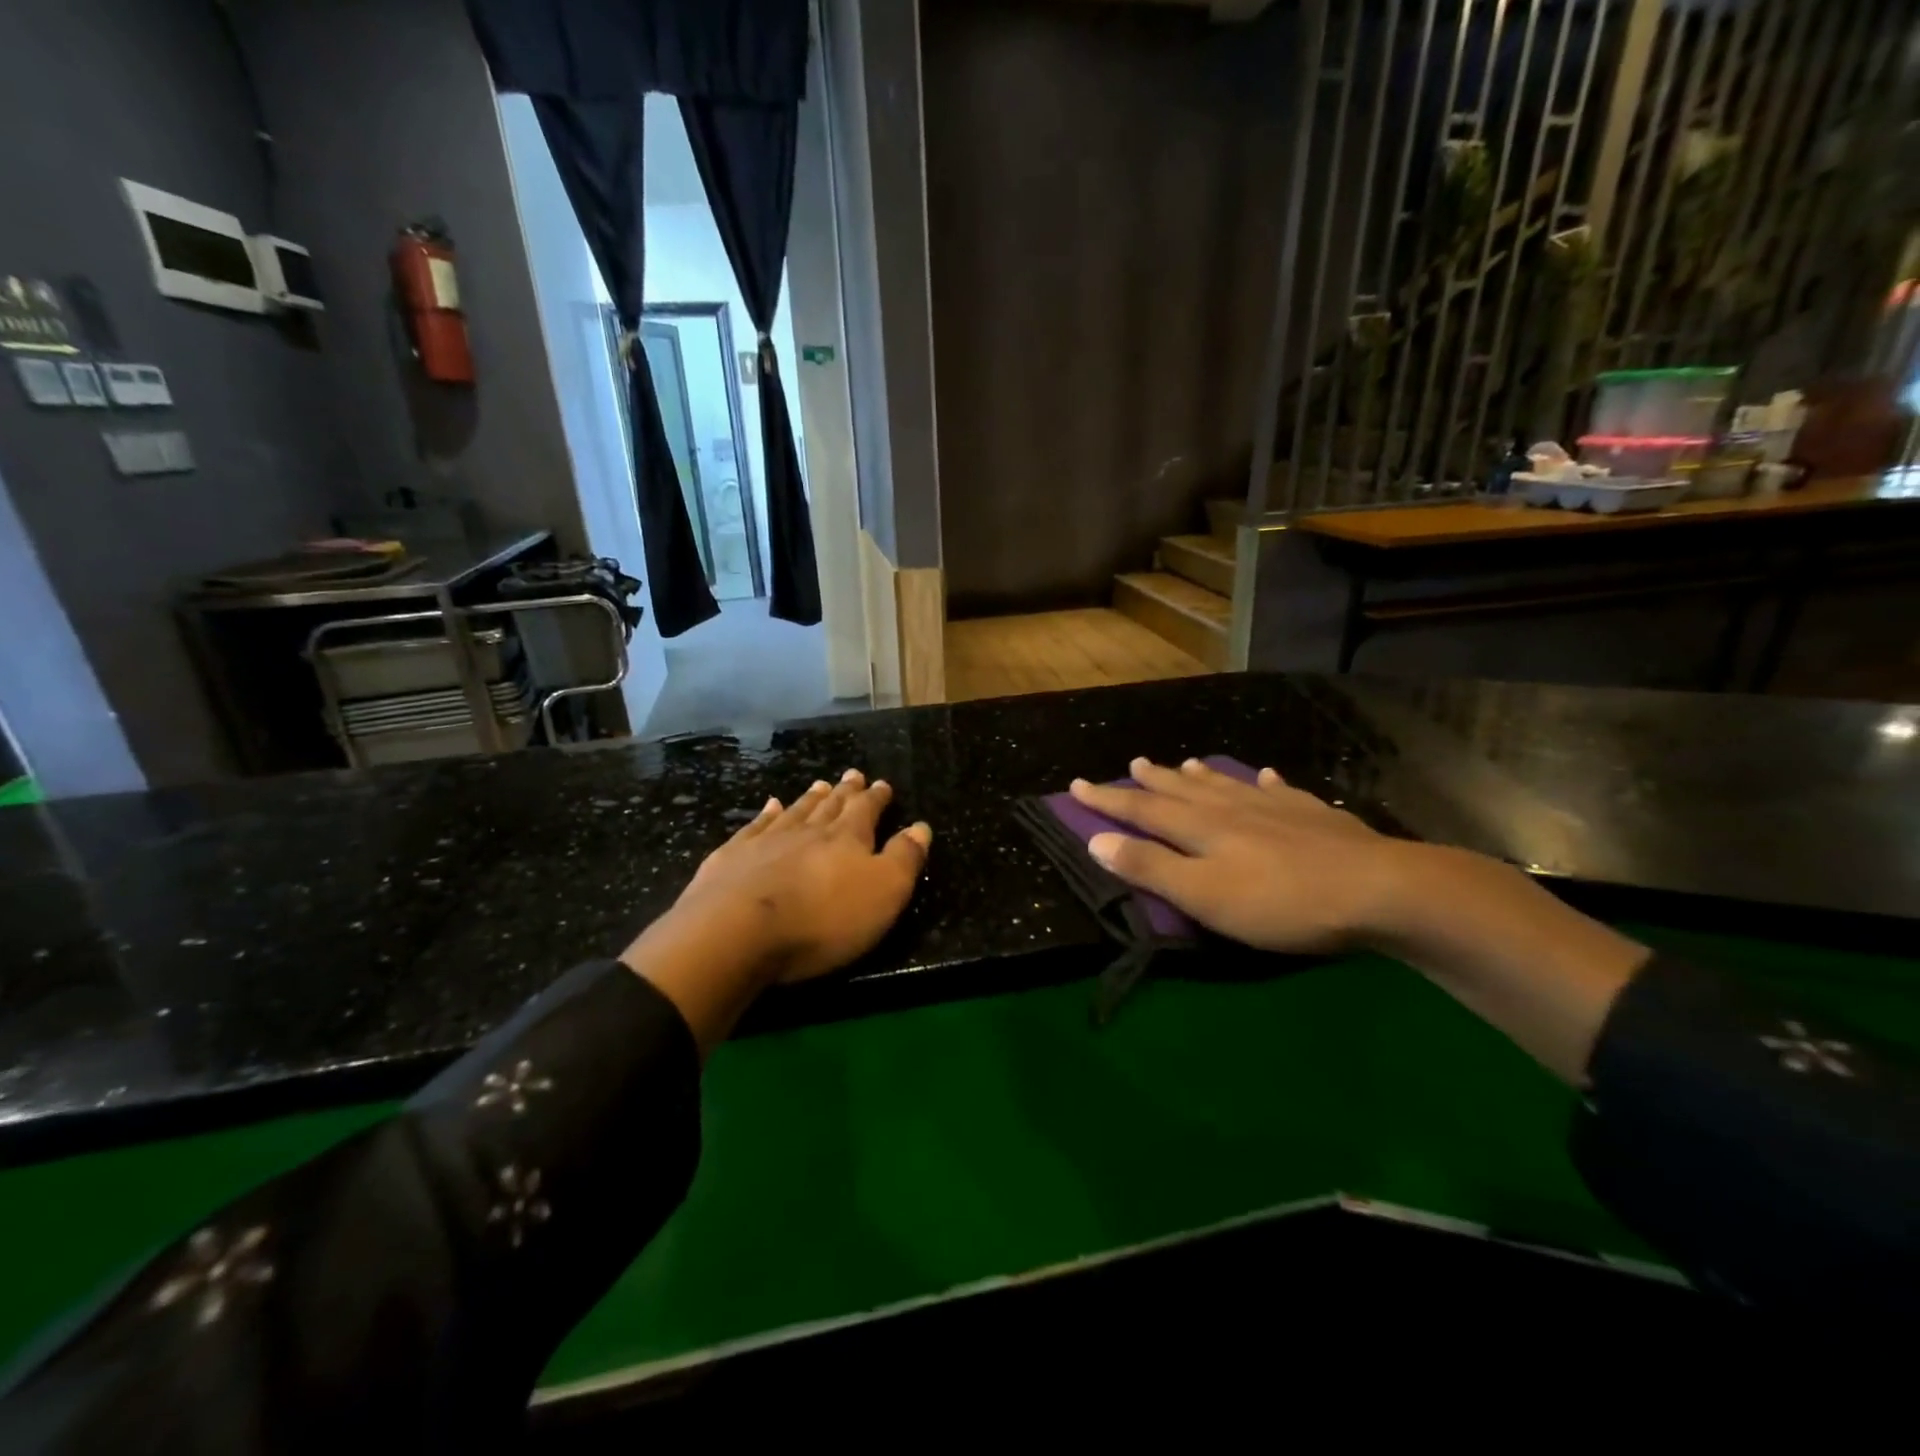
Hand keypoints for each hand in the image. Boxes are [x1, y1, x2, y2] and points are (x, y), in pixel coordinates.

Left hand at [678, 769, 932, 982]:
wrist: (737, 932)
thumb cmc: (822, 919)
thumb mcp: (883, 893)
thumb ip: (904, 859)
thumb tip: (921, 827)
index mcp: (847, 839)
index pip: (866, 810)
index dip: (876, 798)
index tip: (882, 784)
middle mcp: (808, 831)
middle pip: (830, 806)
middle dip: (845, 791)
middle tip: (852, 774)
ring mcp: (767, 841)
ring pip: (795, 811)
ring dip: (810, 798)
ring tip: (819, 785)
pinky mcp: (732, 857)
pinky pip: (755, 826)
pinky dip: (766, 814)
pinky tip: (770, 806)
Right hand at [1069, 757, 1403, 954]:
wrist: (1378, 889)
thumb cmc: (1281, 901)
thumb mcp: (1205, 895)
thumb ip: (1151, 868)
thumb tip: (1096, 840)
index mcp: (1201, 828)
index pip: (1142, 810)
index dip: (1107, 800)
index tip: (1076, 785)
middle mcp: (1232, 808)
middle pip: (1183, 790)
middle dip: (1152, 781)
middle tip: (1132, 763)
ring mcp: (1276, 807)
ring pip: (1228, 785)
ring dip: (1201, 776)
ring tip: (1184, 763)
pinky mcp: (1315, 815)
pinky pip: (1281, 791)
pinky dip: (1266, 783)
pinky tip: (1267, 777)